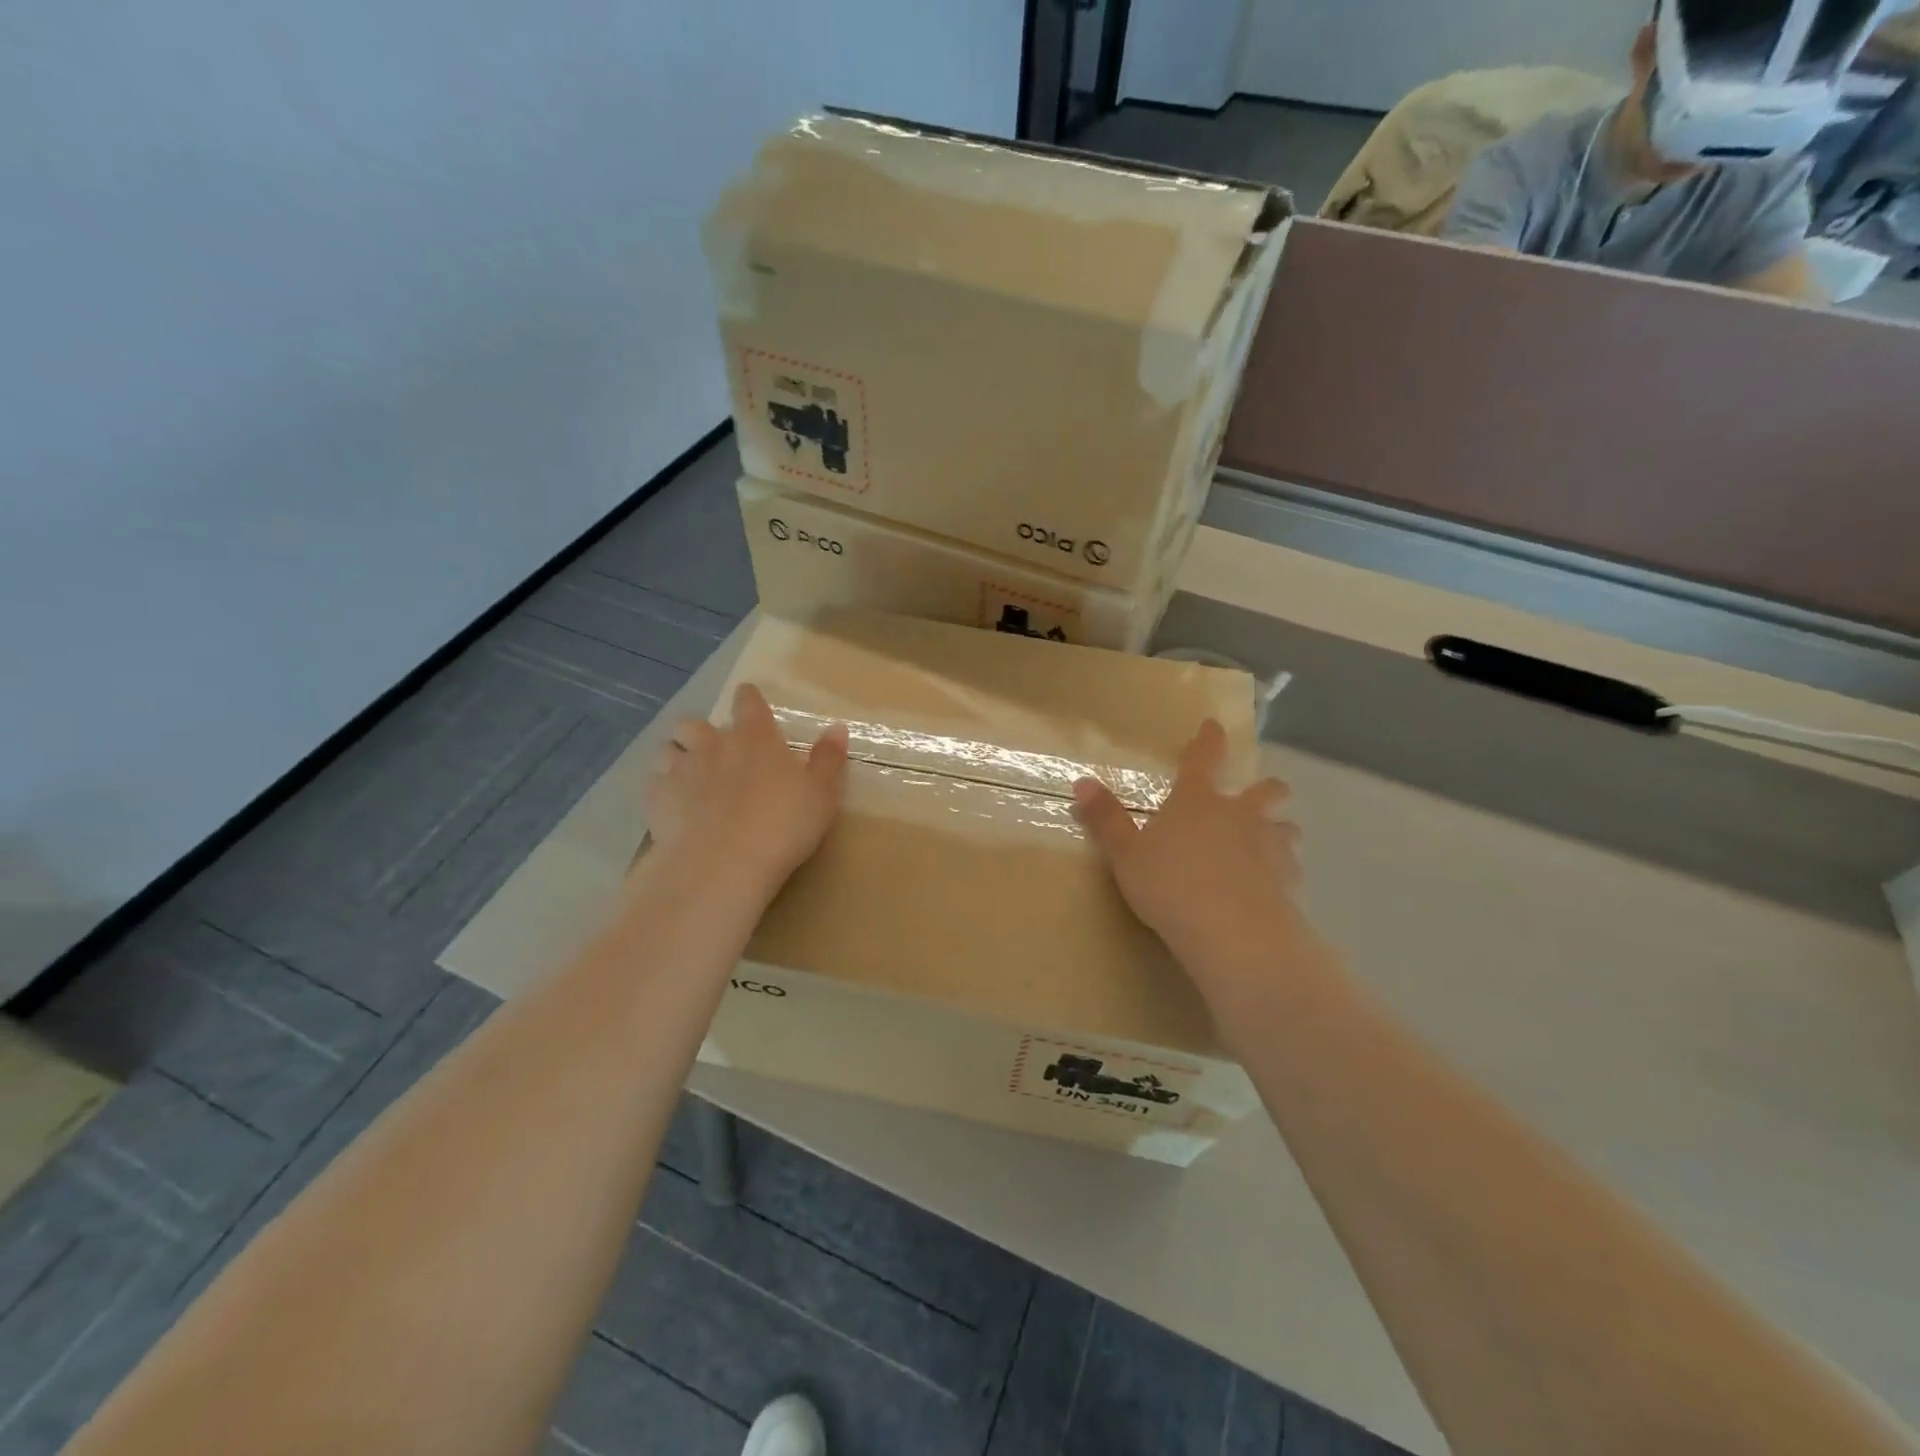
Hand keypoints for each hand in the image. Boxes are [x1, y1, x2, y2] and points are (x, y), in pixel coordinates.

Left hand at [646, 682, 848, 889]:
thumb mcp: (821, 794)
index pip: (749, 703)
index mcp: (756, 738)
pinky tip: (673, 807)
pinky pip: (654, 783)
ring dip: (678, 757)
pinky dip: (663, 789)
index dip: (748, 698)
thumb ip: (828, 760)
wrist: (722, 863)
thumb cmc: (782, 825)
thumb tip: (837, 728)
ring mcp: (680, 770)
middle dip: (701, 731)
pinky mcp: (656, 799)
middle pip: (695, 723)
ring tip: (688, 776)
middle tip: (714, 750)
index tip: (748, 697)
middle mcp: (713, 745)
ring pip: (668, 749)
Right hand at [1072, 720, 1309, 979]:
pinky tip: (1276, 883)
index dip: (1209, 739)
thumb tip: (1082, 782)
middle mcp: (1239, 815)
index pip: (1204, 758)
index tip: (1214, 725)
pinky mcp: (1288, 882)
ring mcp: (1269, 847)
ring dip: (1281, 829)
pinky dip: (1285, 869)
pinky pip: (1292, 868)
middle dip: (1266, 788)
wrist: (1231, 931)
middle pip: (1265, 791)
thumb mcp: (1125, 855)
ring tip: (1274, 838)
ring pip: (1287, 828)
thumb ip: (1106, 819)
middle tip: (1266, 790)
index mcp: (1197, 801)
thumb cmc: (1170, 885)